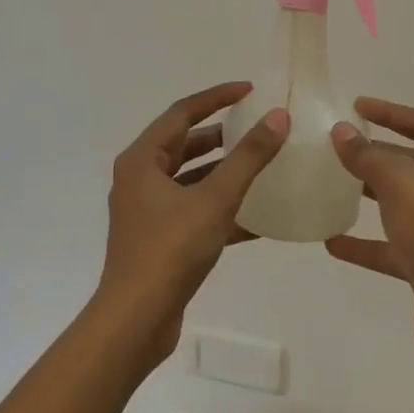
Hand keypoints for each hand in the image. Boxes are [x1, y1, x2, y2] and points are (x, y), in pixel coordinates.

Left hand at [101, 81, 287, 362]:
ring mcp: (147, 211)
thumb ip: (248, 158)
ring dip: (223, 173)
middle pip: (184, 144)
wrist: (135, 320)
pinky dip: (220, 209)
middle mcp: (139, 179)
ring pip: (190, 180)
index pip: (182, 112)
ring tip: (261, 167)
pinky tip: (258, 220)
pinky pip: (193, 211)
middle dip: (221, 135)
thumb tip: (278, 118)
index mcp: (142, 159)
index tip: (250, 91)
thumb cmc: (170, 249)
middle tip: (257, 129)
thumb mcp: (215, 199)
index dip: (217, 97)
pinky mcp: (158, 239)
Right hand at [326, 98, 413, 383]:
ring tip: (331, 184)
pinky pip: (395, 246)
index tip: (355, 106)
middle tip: (336, 147)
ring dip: (371, 195)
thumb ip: (370, 156)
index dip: (390, 112)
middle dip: (377, 154)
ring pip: (404, 204)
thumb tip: (342, 134)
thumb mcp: (403, 185)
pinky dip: (367, 243)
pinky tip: (333, 242)